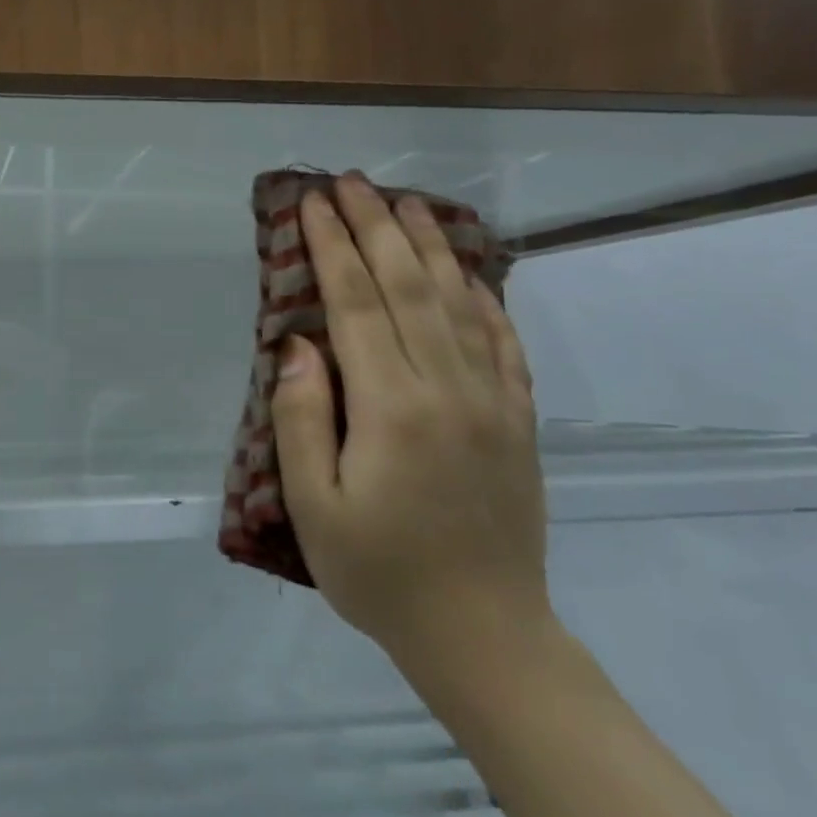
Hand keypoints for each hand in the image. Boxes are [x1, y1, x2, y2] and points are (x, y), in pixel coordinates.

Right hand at [271, 172, 551, 670]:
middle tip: (351, 182)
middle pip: (409, 287)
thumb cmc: (378, 573)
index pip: (356, 305)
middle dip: (375, 228)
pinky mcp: (517, 422)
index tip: (312, 204)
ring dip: (429, 246)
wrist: (483, 635)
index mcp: (392, 408)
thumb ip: (301, 417)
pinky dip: (483, 298)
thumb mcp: (313, 505)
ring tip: (405, 203)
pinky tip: (469, 273)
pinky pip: (503, 343)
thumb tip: (298, 345)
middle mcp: (448, 389)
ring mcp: (492, 402)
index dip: (332, 248)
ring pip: (459, 303)